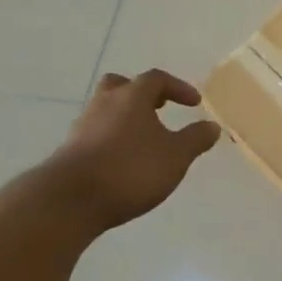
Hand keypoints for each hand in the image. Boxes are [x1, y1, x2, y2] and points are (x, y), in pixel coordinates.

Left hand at [38, 70, 221, 231]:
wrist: (69, 201)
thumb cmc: (130, 169)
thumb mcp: (175, 156)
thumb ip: (195, 139)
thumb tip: (212, 126)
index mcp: (132, 97)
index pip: (156, 79)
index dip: (178, 87)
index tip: (194, 102)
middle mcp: (105, 104)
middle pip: (121, 85)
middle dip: (140, 93)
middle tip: (157, 108)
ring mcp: (83, 127)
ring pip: (105, 110)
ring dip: (124, 118)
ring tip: (142, 139)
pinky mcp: (69, 151)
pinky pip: (95, 134)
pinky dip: (110, 139)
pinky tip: (122, 160)